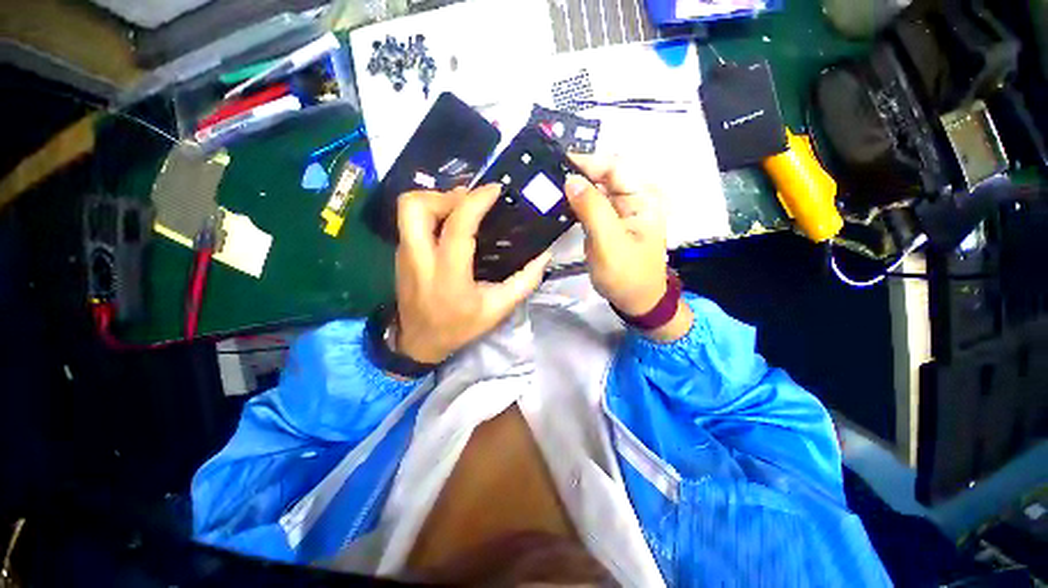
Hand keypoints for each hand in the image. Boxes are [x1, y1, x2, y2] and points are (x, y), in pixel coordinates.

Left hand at [394, 184, 551, 363]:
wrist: (419, 342)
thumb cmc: (460, 327)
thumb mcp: (498, 309)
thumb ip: (524, 282)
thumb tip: (544, 256)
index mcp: (448, 276)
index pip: (457, 227)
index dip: (476, 201)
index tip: (495, 190)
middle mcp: (419, 260)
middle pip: (415, 206)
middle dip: (444, 194)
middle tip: (469, 202)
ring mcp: (404, 255)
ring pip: (407, 209)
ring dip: (435, 200)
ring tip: (461, 209)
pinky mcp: (400, 254)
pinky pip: (410, 221)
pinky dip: (431, 212)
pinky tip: (450, 224)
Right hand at [565, 155, 691, 341]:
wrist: (636, 301)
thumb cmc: (626, 275)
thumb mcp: (609, 242)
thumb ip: (592, 209)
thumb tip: (571, 179)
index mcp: (643, 198)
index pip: (614, 167)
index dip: (587, 162)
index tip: (558, 164)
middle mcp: (634, 199)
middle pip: (604, 176)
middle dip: (578, 174)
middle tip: (549, 177)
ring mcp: (621, 211)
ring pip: (596, 190)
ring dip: (575, 188)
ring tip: (550, 188)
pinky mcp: (609, 223)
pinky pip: (592, 206)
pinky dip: (576, 204)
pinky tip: (560, 204)